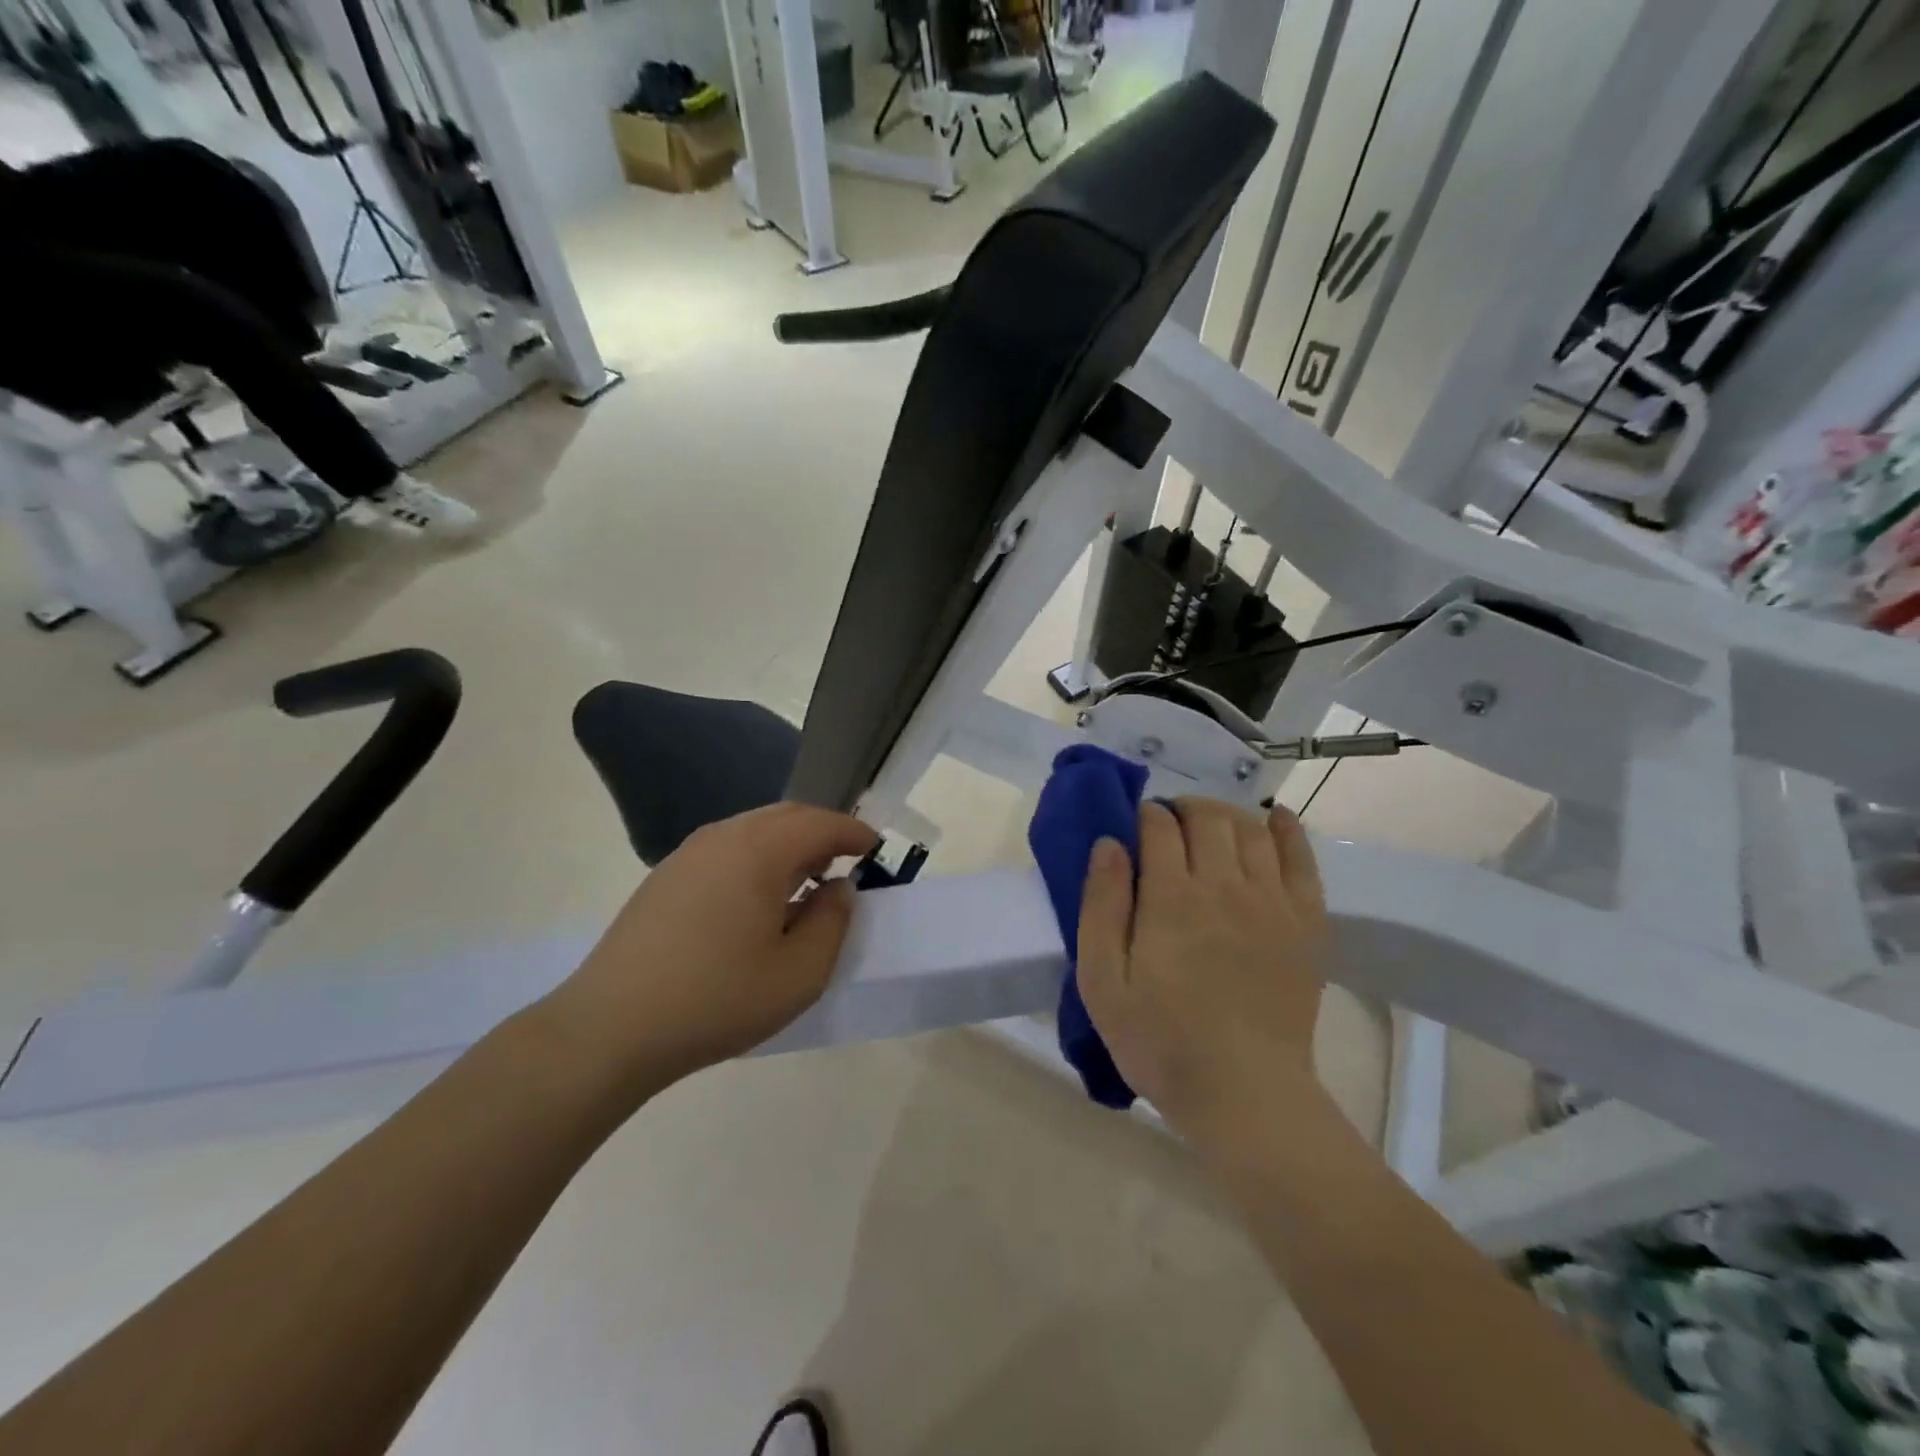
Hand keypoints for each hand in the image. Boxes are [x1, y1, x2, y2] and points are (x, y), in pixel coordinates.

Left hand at [541, 803, 878, 1097]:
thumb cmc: (717, 999)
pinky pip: (727, 849)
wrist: (610, 1029)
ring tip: (806, 882)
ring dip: (789, 845)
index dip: (854, 832)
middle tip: (847, 862)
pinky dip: (757, 858)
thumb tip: (839, 888)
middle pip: (787, 816)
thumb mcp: (799, 974)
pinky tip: (757, 900)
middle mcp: (724, 836)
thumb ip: (833, 922)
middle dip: (823, 832)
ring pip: (754, 830)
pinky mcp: (665, 876)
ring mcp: (688, 854)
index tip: (876, 849)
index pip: (821, 823)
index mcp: (759, 850)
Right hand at [1076, 798, 1330, 1140]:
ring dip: (1226, 815)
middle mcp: (1224, 886)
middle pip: (1207, 817)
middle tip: (1169, 826)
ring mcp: (1272, 902)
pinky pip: (1302, 859)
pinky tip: (1275, 821)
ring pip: (1251, 829)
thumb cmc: (1161, 1042)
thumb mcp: (1103, 983)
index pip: (1158, 826)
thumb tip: (1108, 844)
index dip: (1145, 816)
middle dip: (1183, 809)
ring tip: (1210, 827)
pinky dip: (1287, 831)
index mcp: (1171, 898)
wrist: (1246, 1095)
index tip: (1137, 826)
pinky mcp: (1306, 923)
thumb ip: (1101, 906)